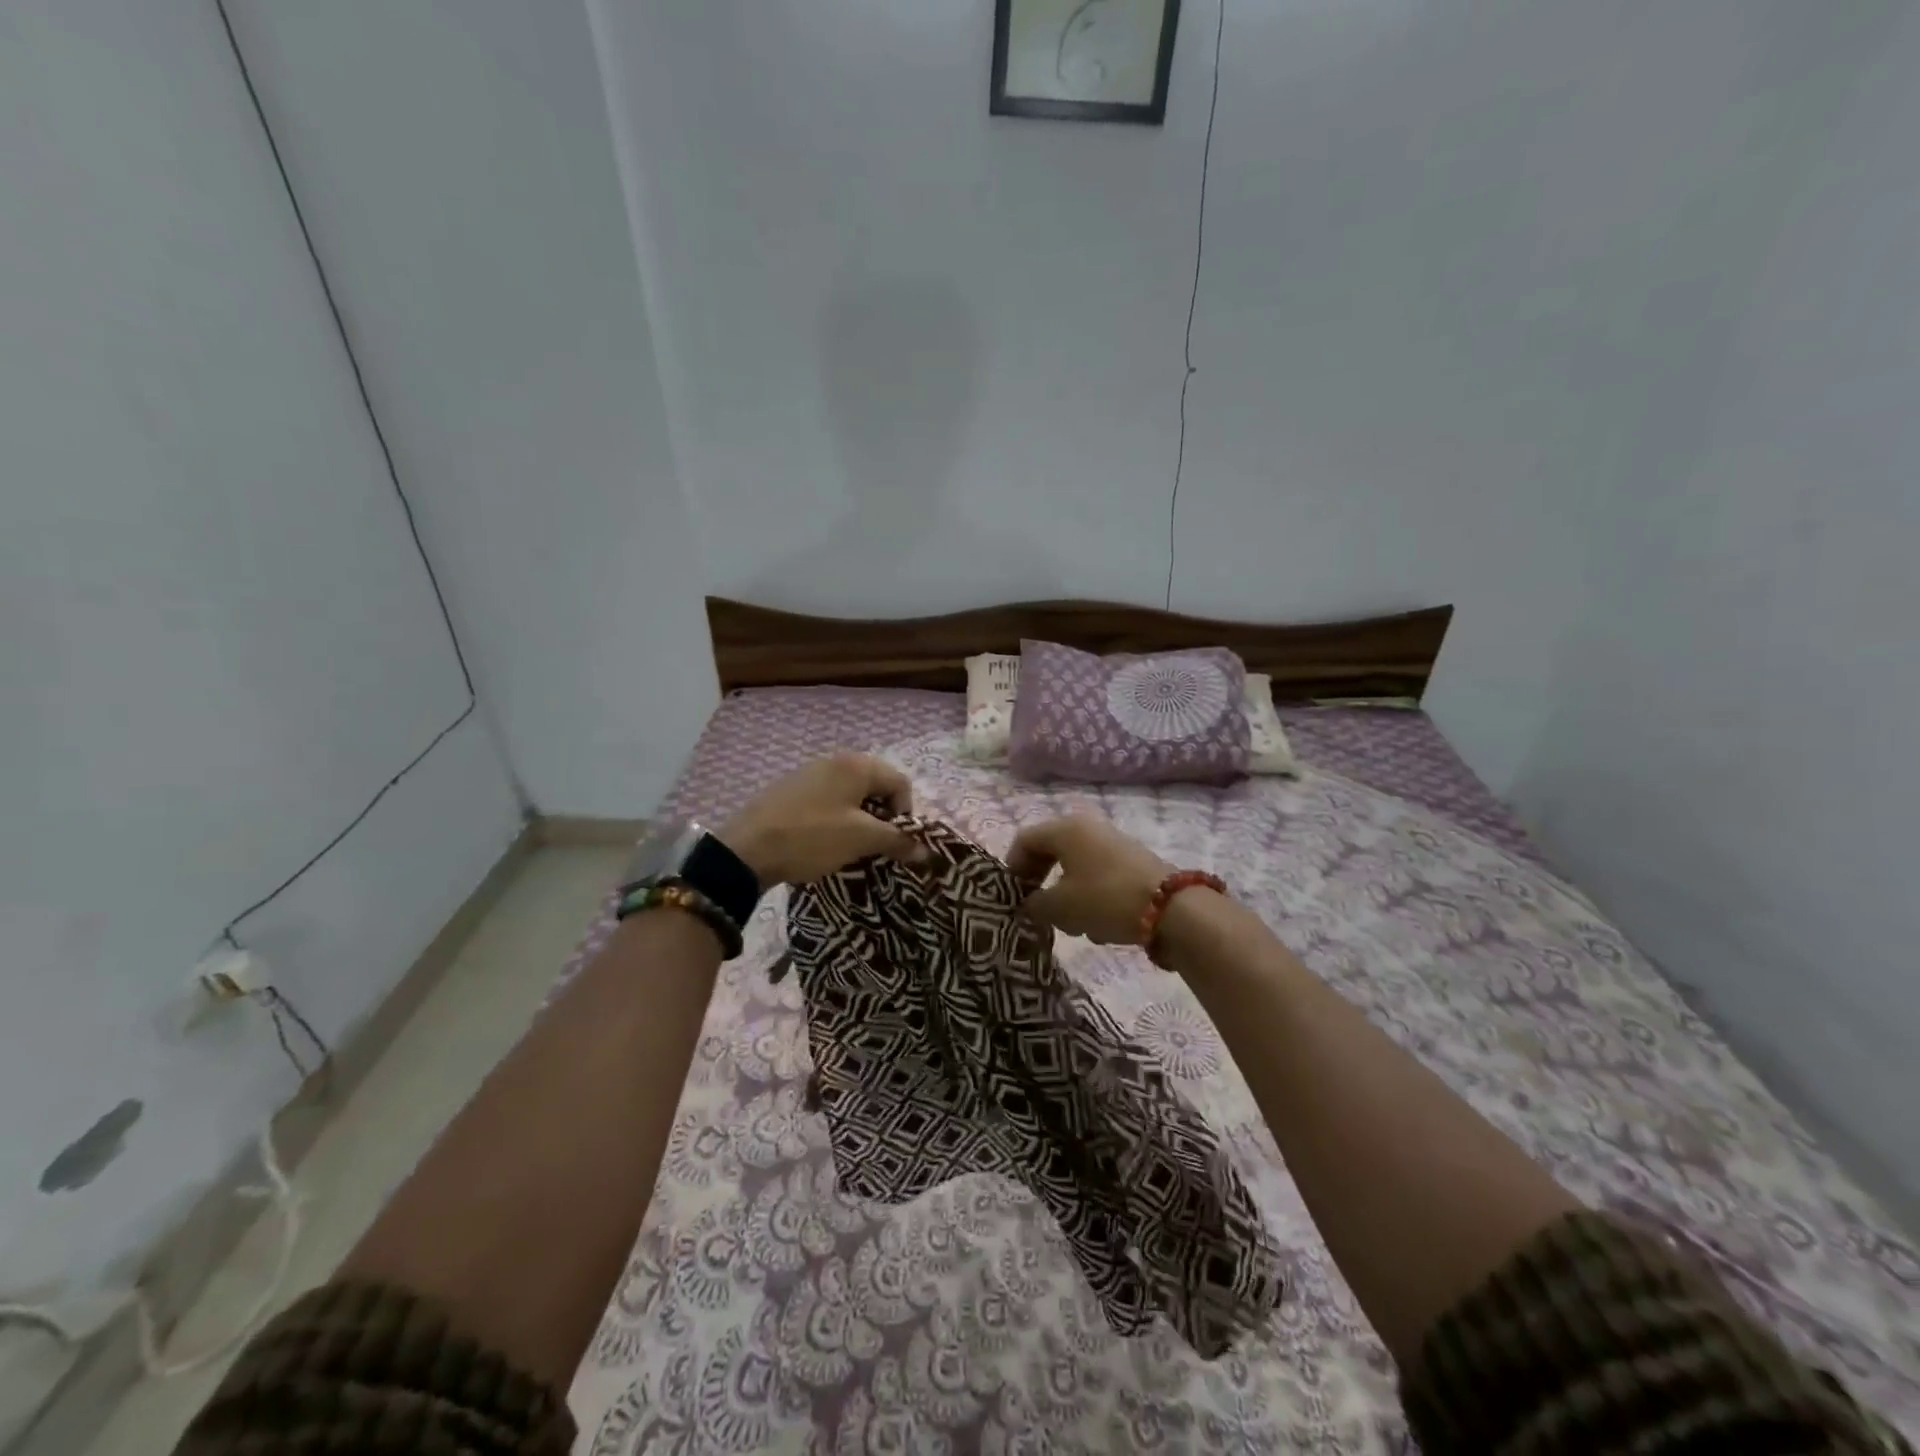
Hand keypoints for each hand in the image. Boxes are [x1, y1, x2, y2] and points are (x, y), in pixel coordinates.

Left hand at [719, 753, 925, 886]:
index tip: (894, 842)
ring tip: (849, 847)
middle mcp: (835, 760)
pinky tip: (822, 841)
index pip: (900, 783)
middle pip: (875, 786)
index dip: (906, 814)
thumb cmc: (812, 837)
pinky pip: (827, 800)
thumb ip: (897, 839)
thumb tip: (925, 849)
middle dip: (882, 817)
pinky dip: (835, 819)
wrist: (746, 849)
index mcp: (857, 765)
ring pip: (850, 794)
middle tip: (874, 846)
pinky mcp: (790, 789)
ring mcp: (809, 773)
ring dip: (859, 820)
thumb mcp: (861, 839)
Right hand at [1007, 815, 1172, 943]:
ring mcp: (1112, 843)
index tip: (1013, 896)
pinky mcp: (1132, 862)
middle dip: (1040, 881)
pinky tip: (1099, 924)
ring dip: (1065, 893)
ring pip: (1075, 866)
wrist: (1172, 909)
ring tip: (1071, 924)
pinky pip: (1098, 875)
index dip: (1013, 868)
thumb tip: (1029, 904)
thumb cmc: (1105, 899)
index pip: (1025, 840)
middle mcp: (1088, 828)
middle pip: (1051, 851)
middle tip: (1036, 908)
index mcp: (1065, 829)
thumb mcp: (1060, 907)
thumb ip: (1034, 904)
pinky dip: (1089, 895)